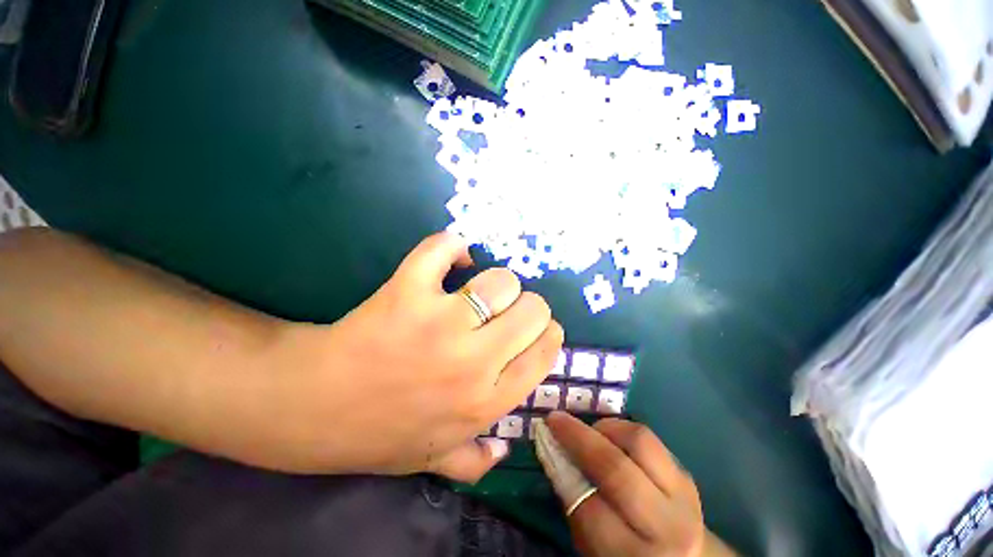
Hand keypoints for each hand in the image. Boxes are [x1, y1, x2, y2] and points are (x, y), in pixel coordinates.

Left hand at [266, 232, 562, 479]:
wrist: (311, 408)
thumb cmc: (377, 433)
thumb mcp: (432, 460)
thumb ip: (476, 463)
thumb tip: (506, 449)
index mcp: (486, 400)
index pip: (545, 351)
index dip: (547, 330)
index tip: (533, 325)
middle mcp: (473, 362)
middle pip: (533, 309)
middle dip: (526, 304)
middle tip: (505, 307)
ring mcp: (440, 322)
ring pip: (500, 281)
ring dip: (496, 279)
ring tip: (479, 287)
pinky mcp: (407, 292)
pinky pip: (443, 250)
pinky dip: (452, 246)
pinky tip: (453, 256)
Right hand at [545, 412, 733, 556]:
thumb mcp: (596, 550)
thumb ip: (576, 507)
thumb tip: (556, 456)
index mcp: (636, 556)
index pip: (590, 508)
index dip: (562, 471)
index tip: (546, 442)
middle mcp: (666, 526)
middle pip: (617, 469)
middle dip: (579, 437)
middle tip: (556, 419)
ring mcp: (683, 496)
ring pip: (640, 441)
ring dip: (605, 427)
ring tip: (588, 430)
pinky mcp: (686, 473)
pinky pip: (650, 439)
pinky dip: (622, 431)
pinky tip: (610, 437)